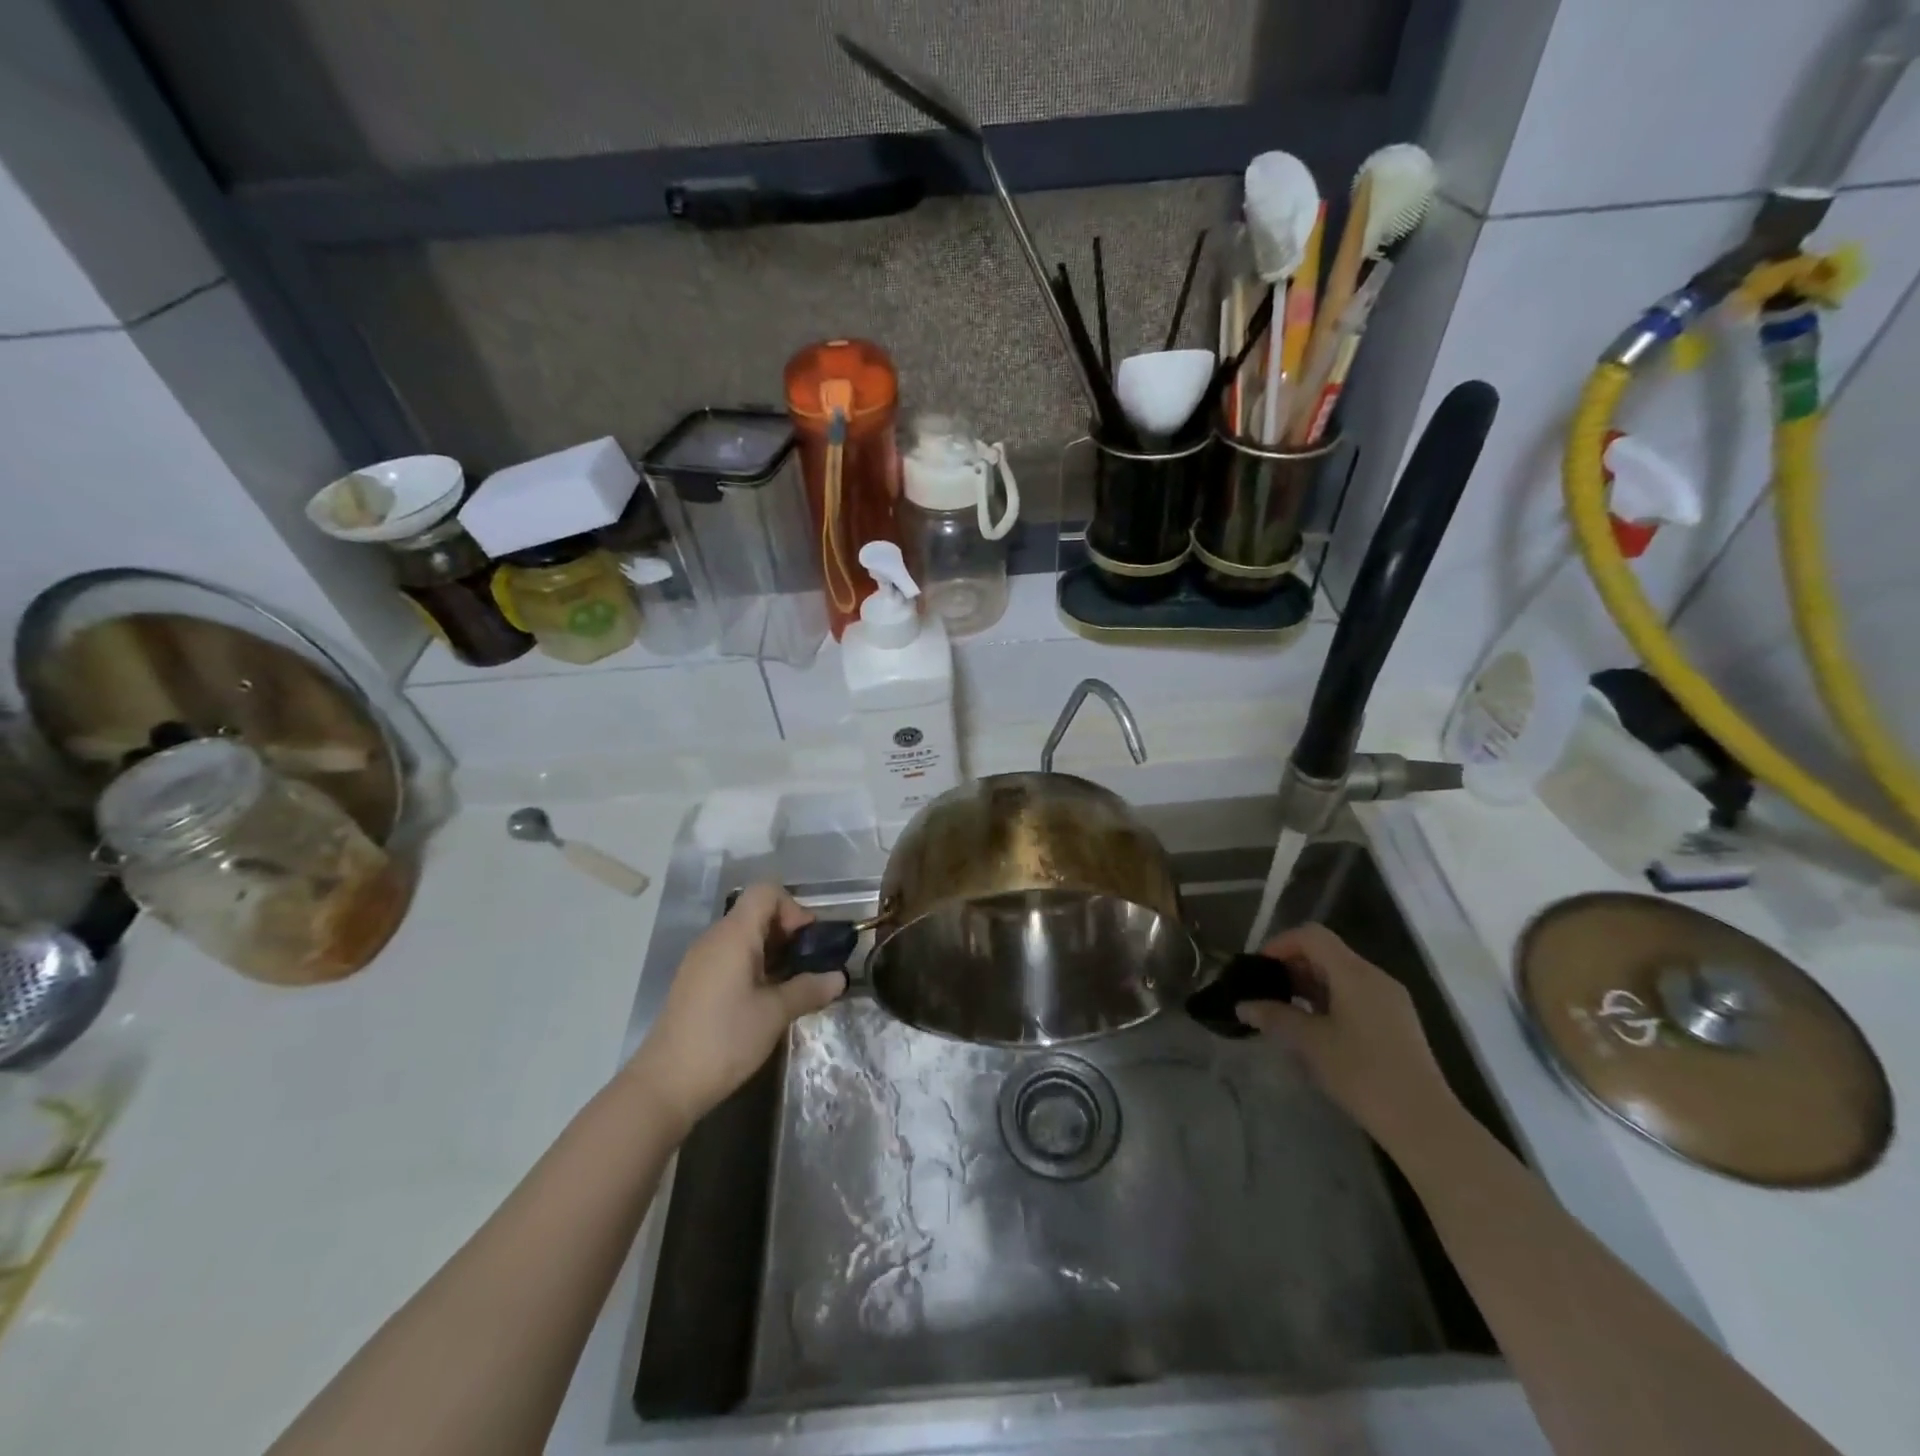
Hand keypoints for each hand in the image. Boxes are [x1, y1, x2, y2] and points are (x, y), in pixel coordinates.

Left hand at [627, 884, 845, 1131]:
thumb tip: (838, 978)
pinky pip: (731, 956)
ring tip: (792, 984)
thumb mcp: (775, 1014)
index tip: (808, 942)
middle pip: (757, 912)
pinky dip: (754, 966)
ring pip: (745, 936)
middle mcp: (715, 939)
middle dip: (788, 932)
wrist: (665, 1085)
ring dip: (773, 951)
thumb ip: (809, 989)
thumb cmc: (724, 1040)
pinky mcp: (696, 982)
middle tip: (809, 965)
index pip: (766, 892)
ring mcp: (702, 960)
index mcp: (734, 935)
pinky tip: (766, 998)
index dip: (793, 908)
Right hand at [1233, 923, 1457, 1149]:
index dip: (1280, 944)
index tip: (1259, 969)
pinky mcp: (1397, 1023)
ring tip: (1285, 1012)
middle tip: (1266, 992)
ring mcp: (1390, 1000)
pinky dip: (1329, 1001)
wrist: (1423, 1122)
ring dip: (1309, 986)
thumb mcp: (1309, 1043)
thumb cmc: (1362, 1073)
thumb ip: (1274, 1017)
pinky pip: (1355, 995)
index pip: (1312, 936)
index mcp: (1355, 973)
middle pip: (1327, 953)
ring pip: (1341, 976)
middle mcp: (1376, 977)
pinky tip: (1315, 1030)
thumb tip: (1243, 1005)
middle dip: (1292, 966)